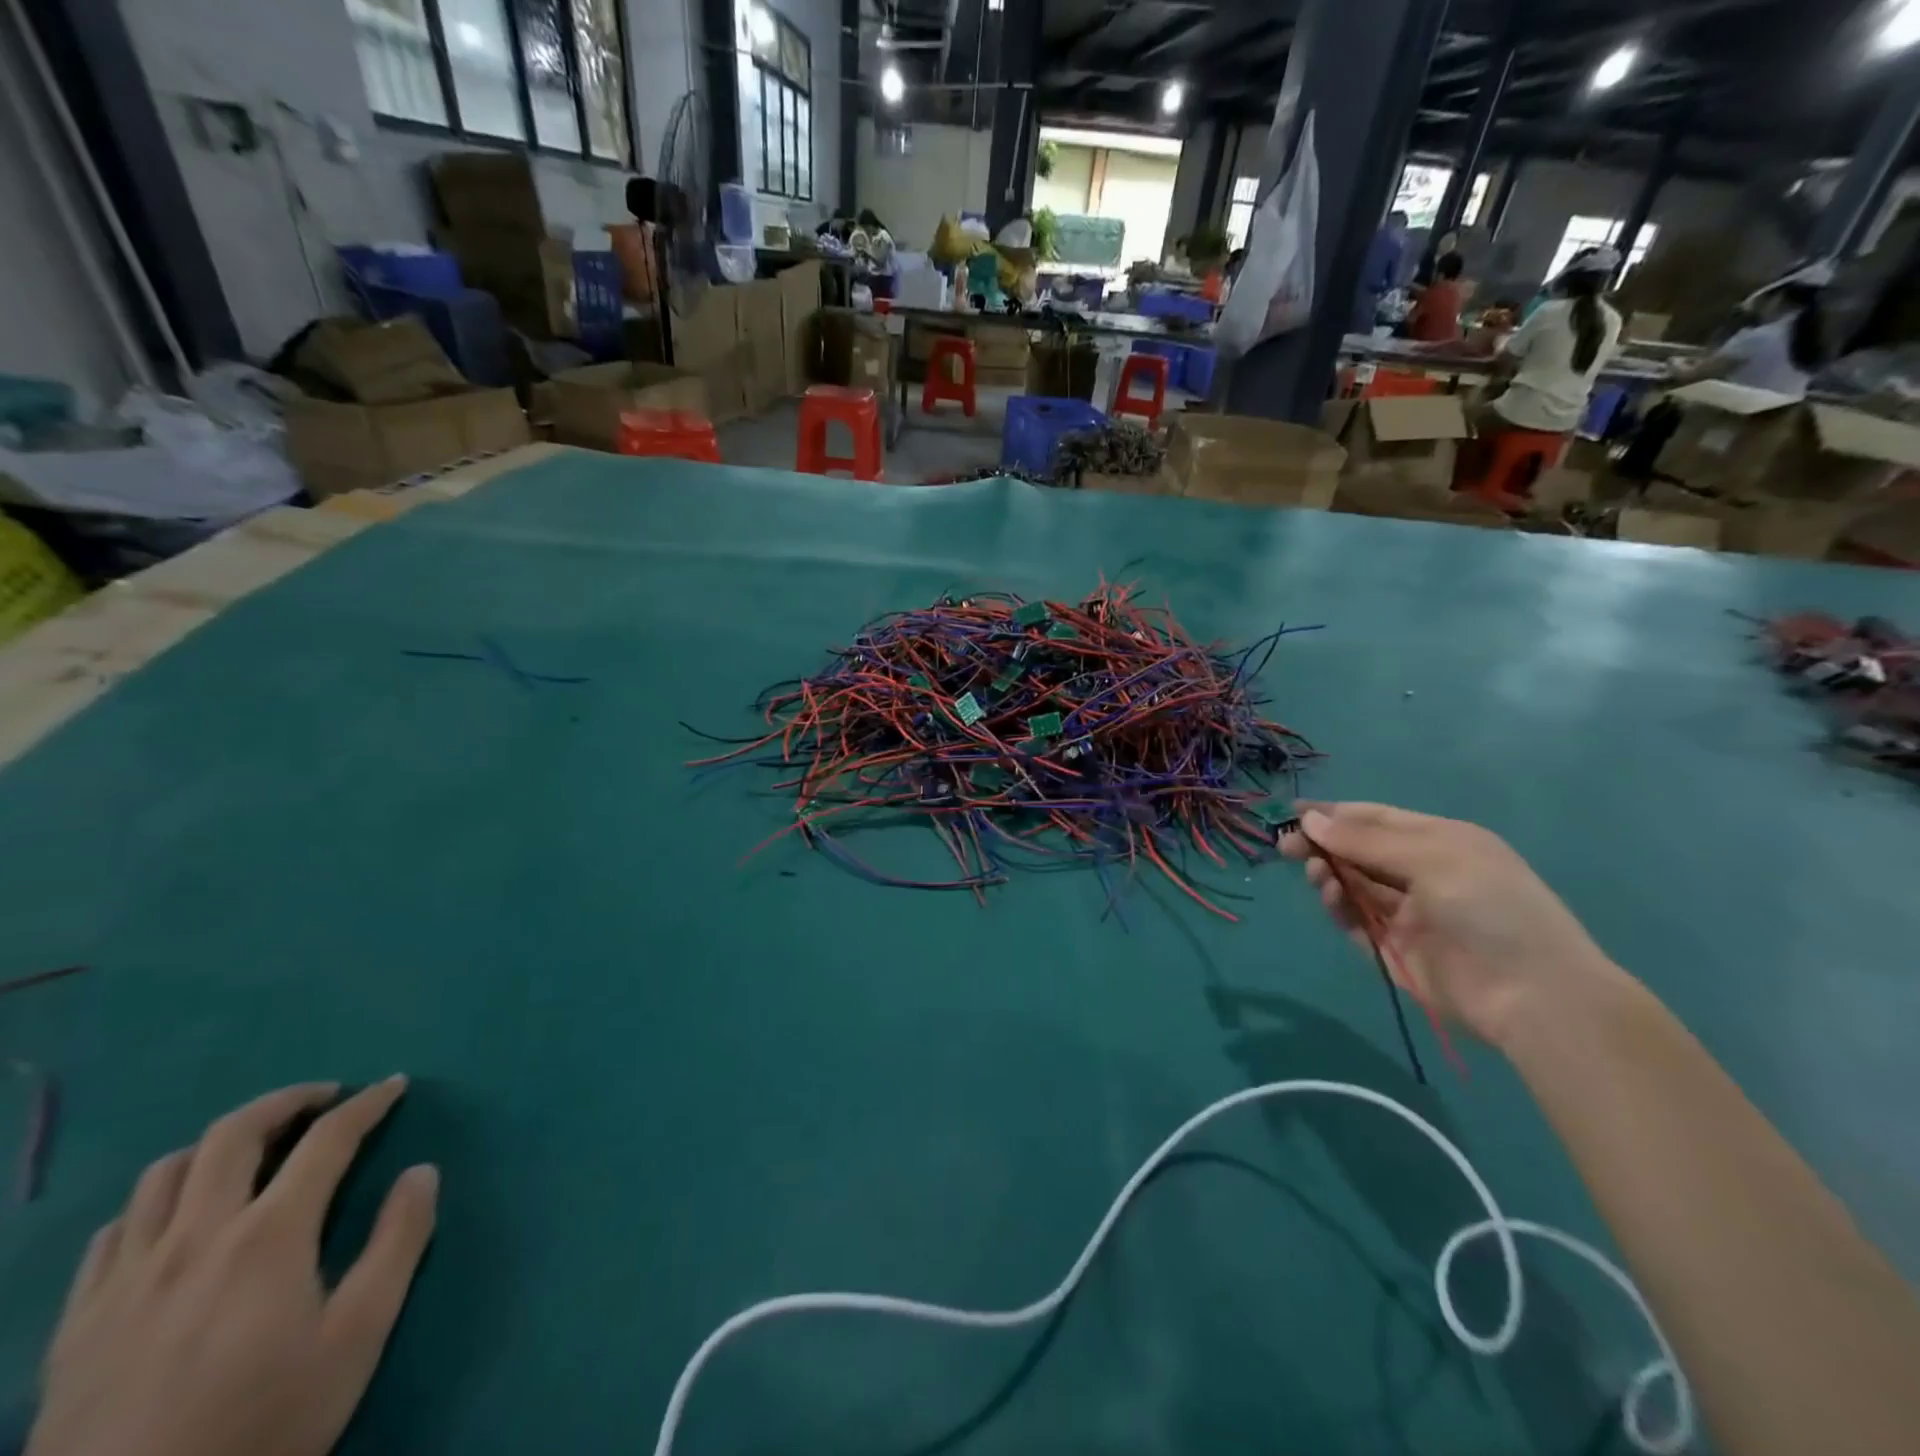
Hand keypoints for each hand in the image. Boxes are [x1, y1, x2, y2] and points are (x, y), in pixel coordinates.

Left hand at [28, 1078, 436, 1455]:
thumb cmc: (262, 1425)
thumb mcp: (358, 1337)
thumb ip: (398, 1243)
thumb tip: (422, 1171)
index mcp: (268, 1235)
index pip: (327, 1140)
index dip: (367, 1104)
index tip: (394, 1085)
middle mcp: (195, 1237)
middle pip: (233, 1135)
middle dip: (287, 1101)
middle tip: (324, 1099)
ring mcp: (125, 1280)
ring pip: (164, 1174)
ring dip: (218, 1144)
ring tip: (252, 1149)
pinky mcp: (77, 1324)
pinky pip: (110, 1235)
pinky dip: (153, 1204)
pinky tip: (174, 1219)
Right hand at [1281, 803, 1628, 1048]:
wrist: (1533, 996)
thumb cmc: (1491, 908)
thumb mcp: (1432, 858)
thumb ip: (1366, 840)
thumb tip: (1309, 819)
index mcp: (1439, 841)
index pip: (1375, 819)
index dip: (1333, 814)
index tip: (1292, 812)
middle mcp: (1420, 872)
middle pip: (1358, 850)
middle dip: (1322, 844)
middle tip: (1286, 846)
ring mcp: (1406, 912)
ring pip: (1352, 883)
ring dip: (1328, 873)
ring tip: (1315, 874)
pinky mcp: (1393, 948)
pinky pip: (1354, 919)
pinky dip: (1338, 905)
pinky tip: (1331, 897)